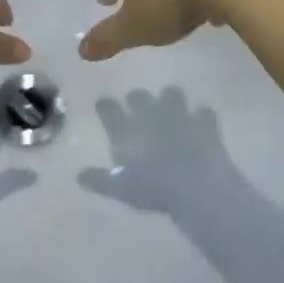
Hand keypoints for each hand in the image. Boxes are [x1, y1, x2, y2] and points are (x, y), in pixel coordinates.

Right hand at [78, 88, 229, 212]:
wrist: (197, 187)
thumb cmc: (154, 189)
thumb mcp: (121, 189)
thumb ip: (100, 180)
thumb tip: (79, 176)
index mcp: (126, 128)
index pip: (107, 107)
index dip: (105, 106)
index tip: (104, 107)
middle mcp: (149, 113)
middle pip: (138, 95)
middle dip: (137, 100)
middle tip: (139, 111)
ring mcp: (178, 114)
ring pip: (171, 93)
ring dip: (171, 100)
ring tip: (172, 111)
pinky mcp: (203, 122)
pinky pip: (204, 111)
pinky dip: (202, 117)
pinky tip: (202, 124)